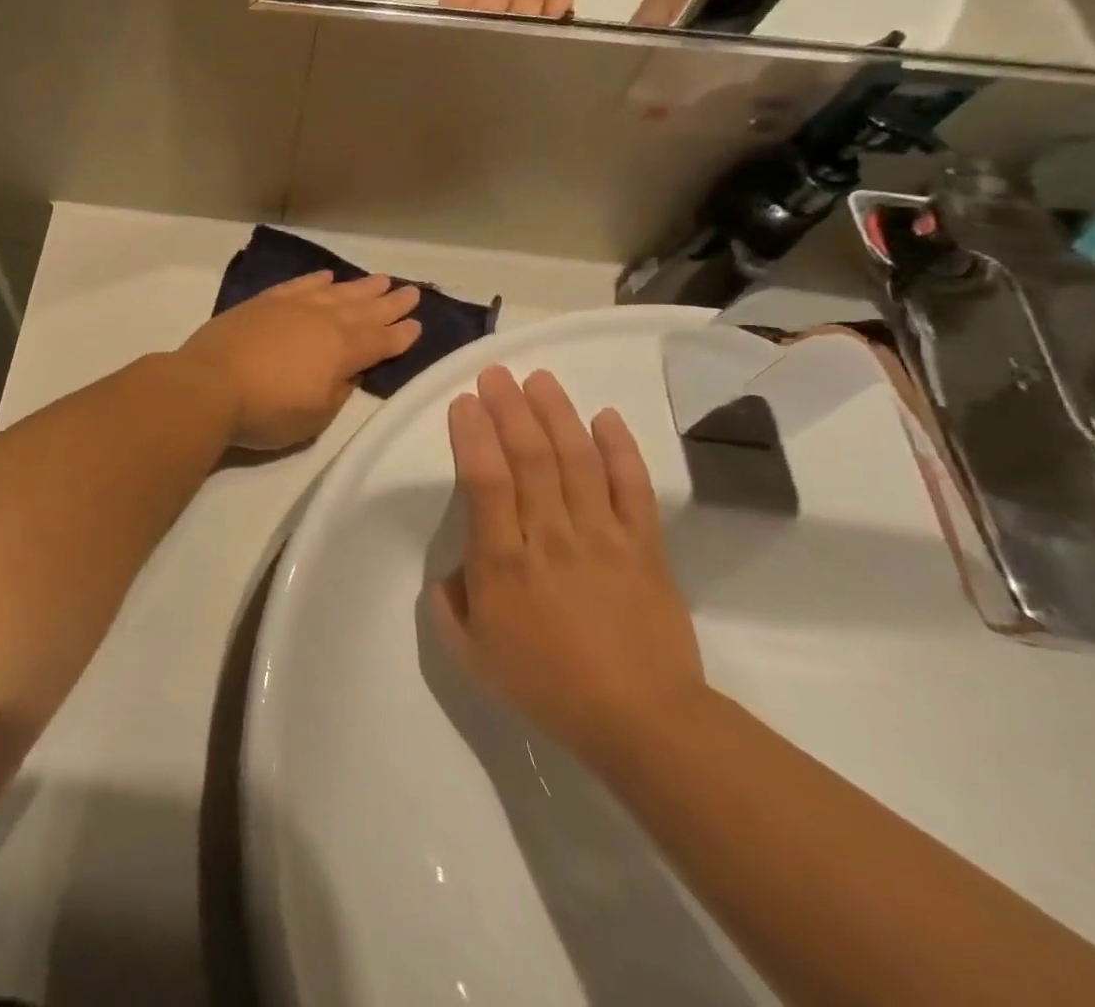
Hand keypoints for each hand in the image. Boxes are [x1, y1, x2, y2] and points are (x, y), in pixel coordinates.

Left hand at [176, 272, 421, 450]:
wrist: (209, 384)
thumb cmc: (267, 410)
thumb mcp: (316, 415)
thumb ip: (338, 390)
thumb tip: (348, 371)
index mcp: (342, 350)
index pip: (381, 340)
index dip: (401, 335)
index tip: (417, 324)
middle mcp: (323, 321)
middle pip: (364, 309)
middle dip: (390, 303)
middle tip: (411, 291)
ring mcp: (292, 307)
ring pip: (336, 292)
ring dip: (360, 287)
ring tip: (380, 280)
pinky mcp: (263, 302)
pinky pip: (299, 285)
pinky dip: (315, 280)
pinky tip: (326, 277)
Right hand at [429, 365, 706, 766]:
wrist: (643, 721)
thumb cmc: (547, 686)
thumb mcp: (472, 654)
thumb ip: (449, 605)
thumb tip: (452, 570)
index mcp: (503, 562)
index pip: (484, 479)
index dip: (473, 434)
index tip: (464, 401)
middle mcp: (550, 536)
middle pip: (530, 457)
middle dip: (510, 408)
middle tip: (496, 373)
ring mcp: (602, 537)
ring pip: (577, 460)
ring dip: (557, 414)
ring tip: (540, 379)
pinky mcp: (645, 547)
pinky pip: (633, 488)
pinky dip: (621, 449)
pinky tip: (606, 417)